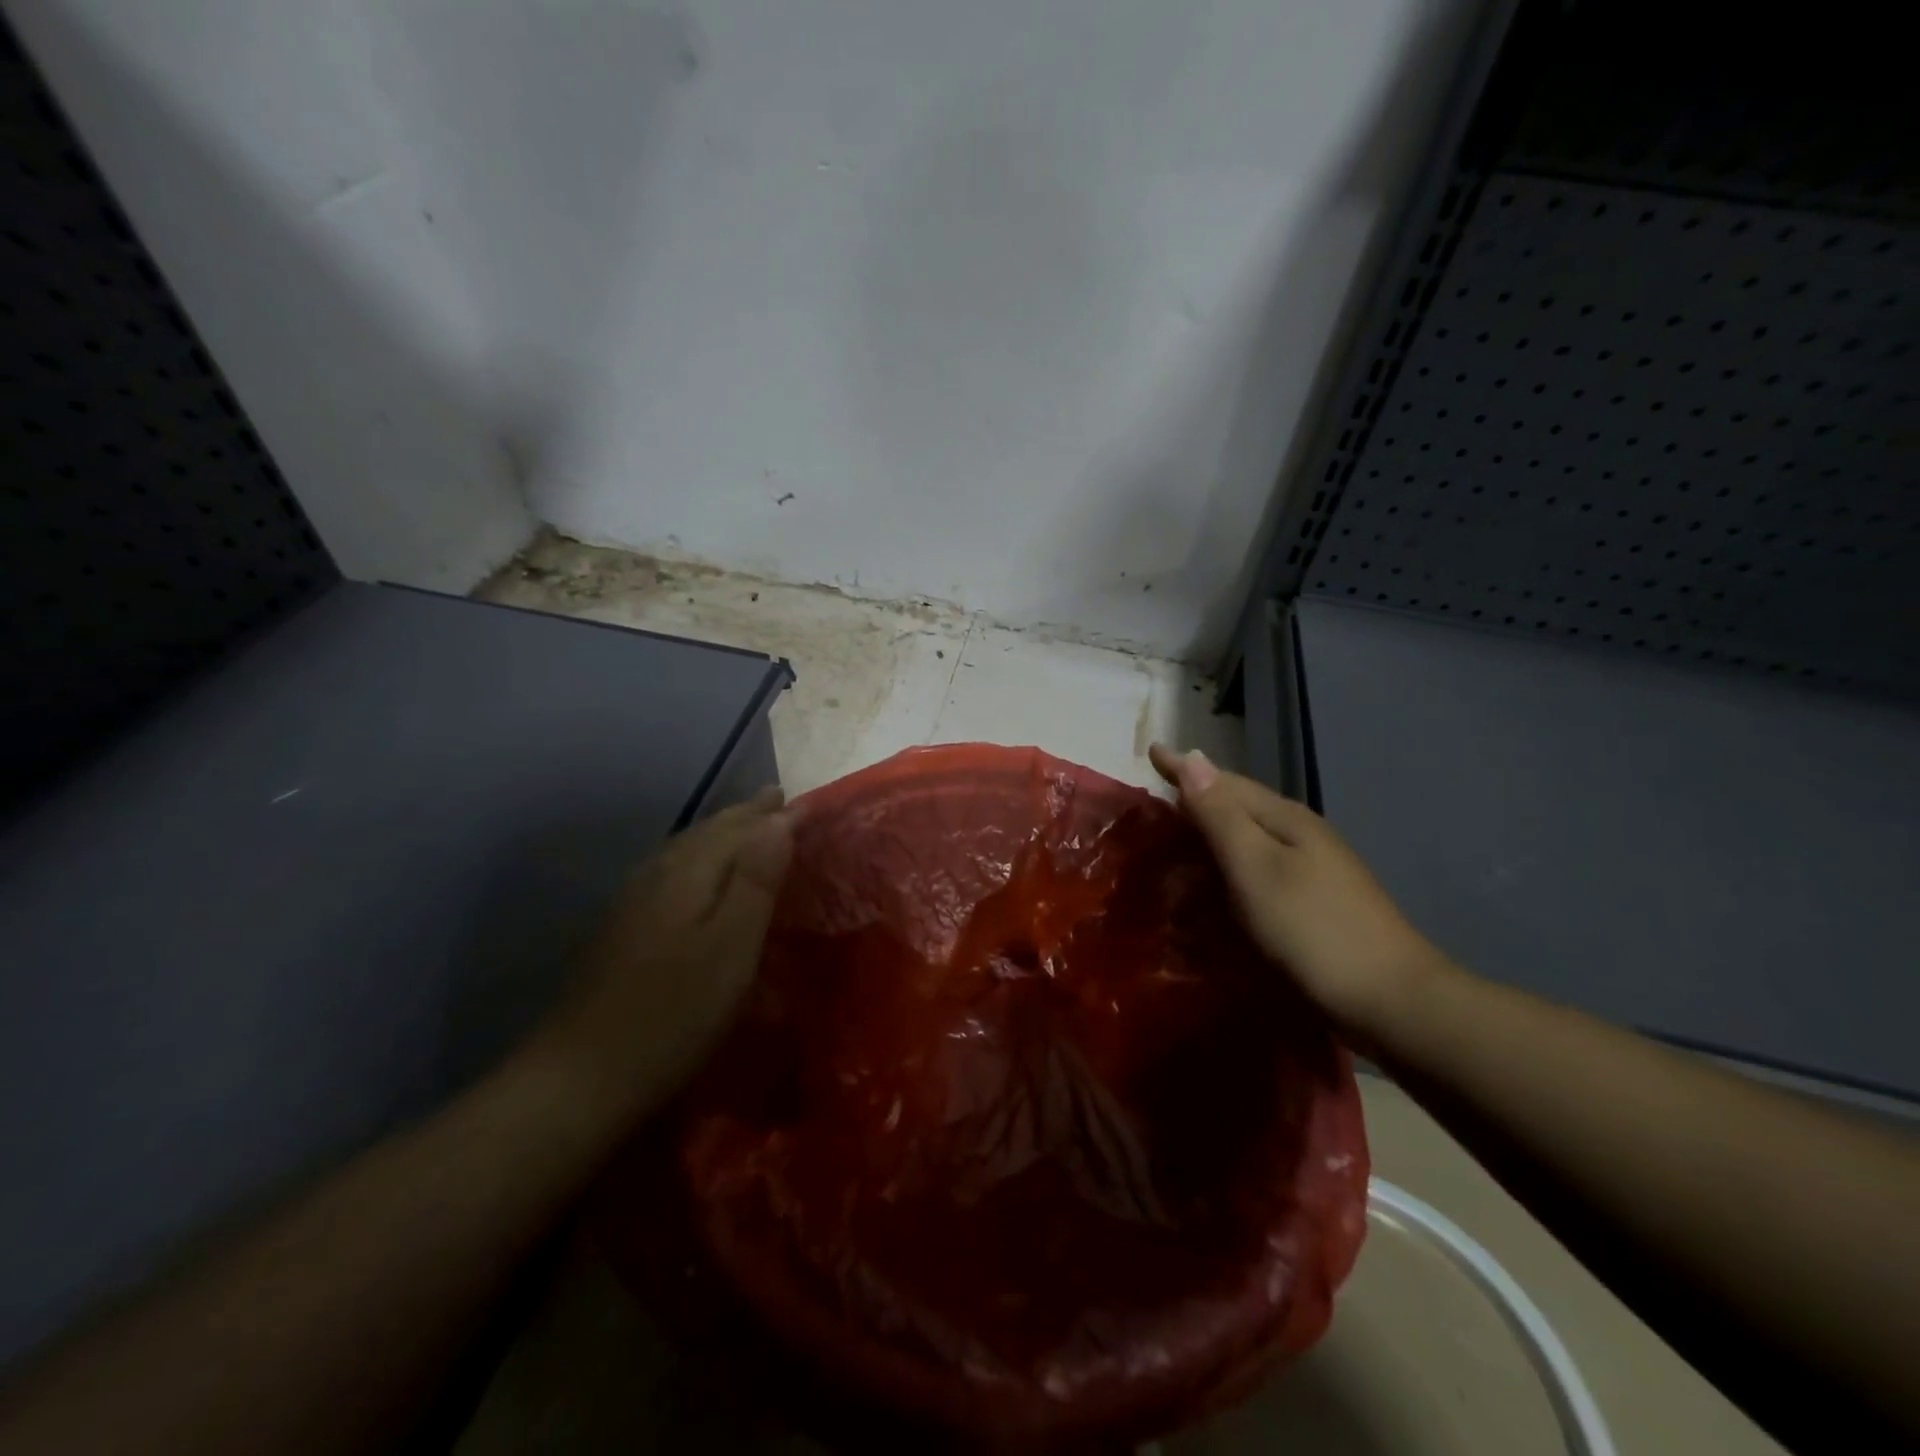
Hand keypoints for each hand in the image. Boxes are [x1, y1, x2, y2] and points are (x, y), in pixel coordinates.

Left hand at [524, 788, 793, 1123]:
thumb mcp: (731, 947)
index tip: (803, 802)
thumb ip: (756, 879)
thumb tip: (780, 818)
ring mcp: (633, 901)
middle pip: (708, 832)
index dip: (771, 814)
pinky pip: (672, 871)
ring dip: (720, 833)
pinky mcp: (622, 929)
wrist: (579, 1078)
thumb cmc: (673, 1013)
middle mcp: (657, 873)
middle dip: (745, 816)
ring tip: (745, 826)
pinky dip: (698, 859)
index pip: (738, 827)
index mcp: (688, 872)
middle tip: (777, 801)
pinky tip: (697, 875)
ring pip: (686, 849)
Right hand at [1149, 745, 1444, 1036]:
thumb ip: (1220, 815)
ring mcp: (1312, 868)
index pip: (1222, 782)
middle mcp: (1299, 833)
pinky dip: (1230, 861)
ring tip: (1176, 832)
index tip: (1150, 750)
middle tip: (1154, 794)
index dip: (1183, 769)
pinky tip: (1218, 878)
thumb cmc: (1311, 928)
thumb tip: (1192, 756)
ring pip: (1249, 834)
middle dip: (1196, 795)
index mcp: (1284, 818)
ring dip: (1212, 827)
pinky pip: (1258, 864)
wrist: (1391, 999)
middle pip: (1238, 804)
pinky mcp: (1313, 900)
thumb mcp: (1255, 867)